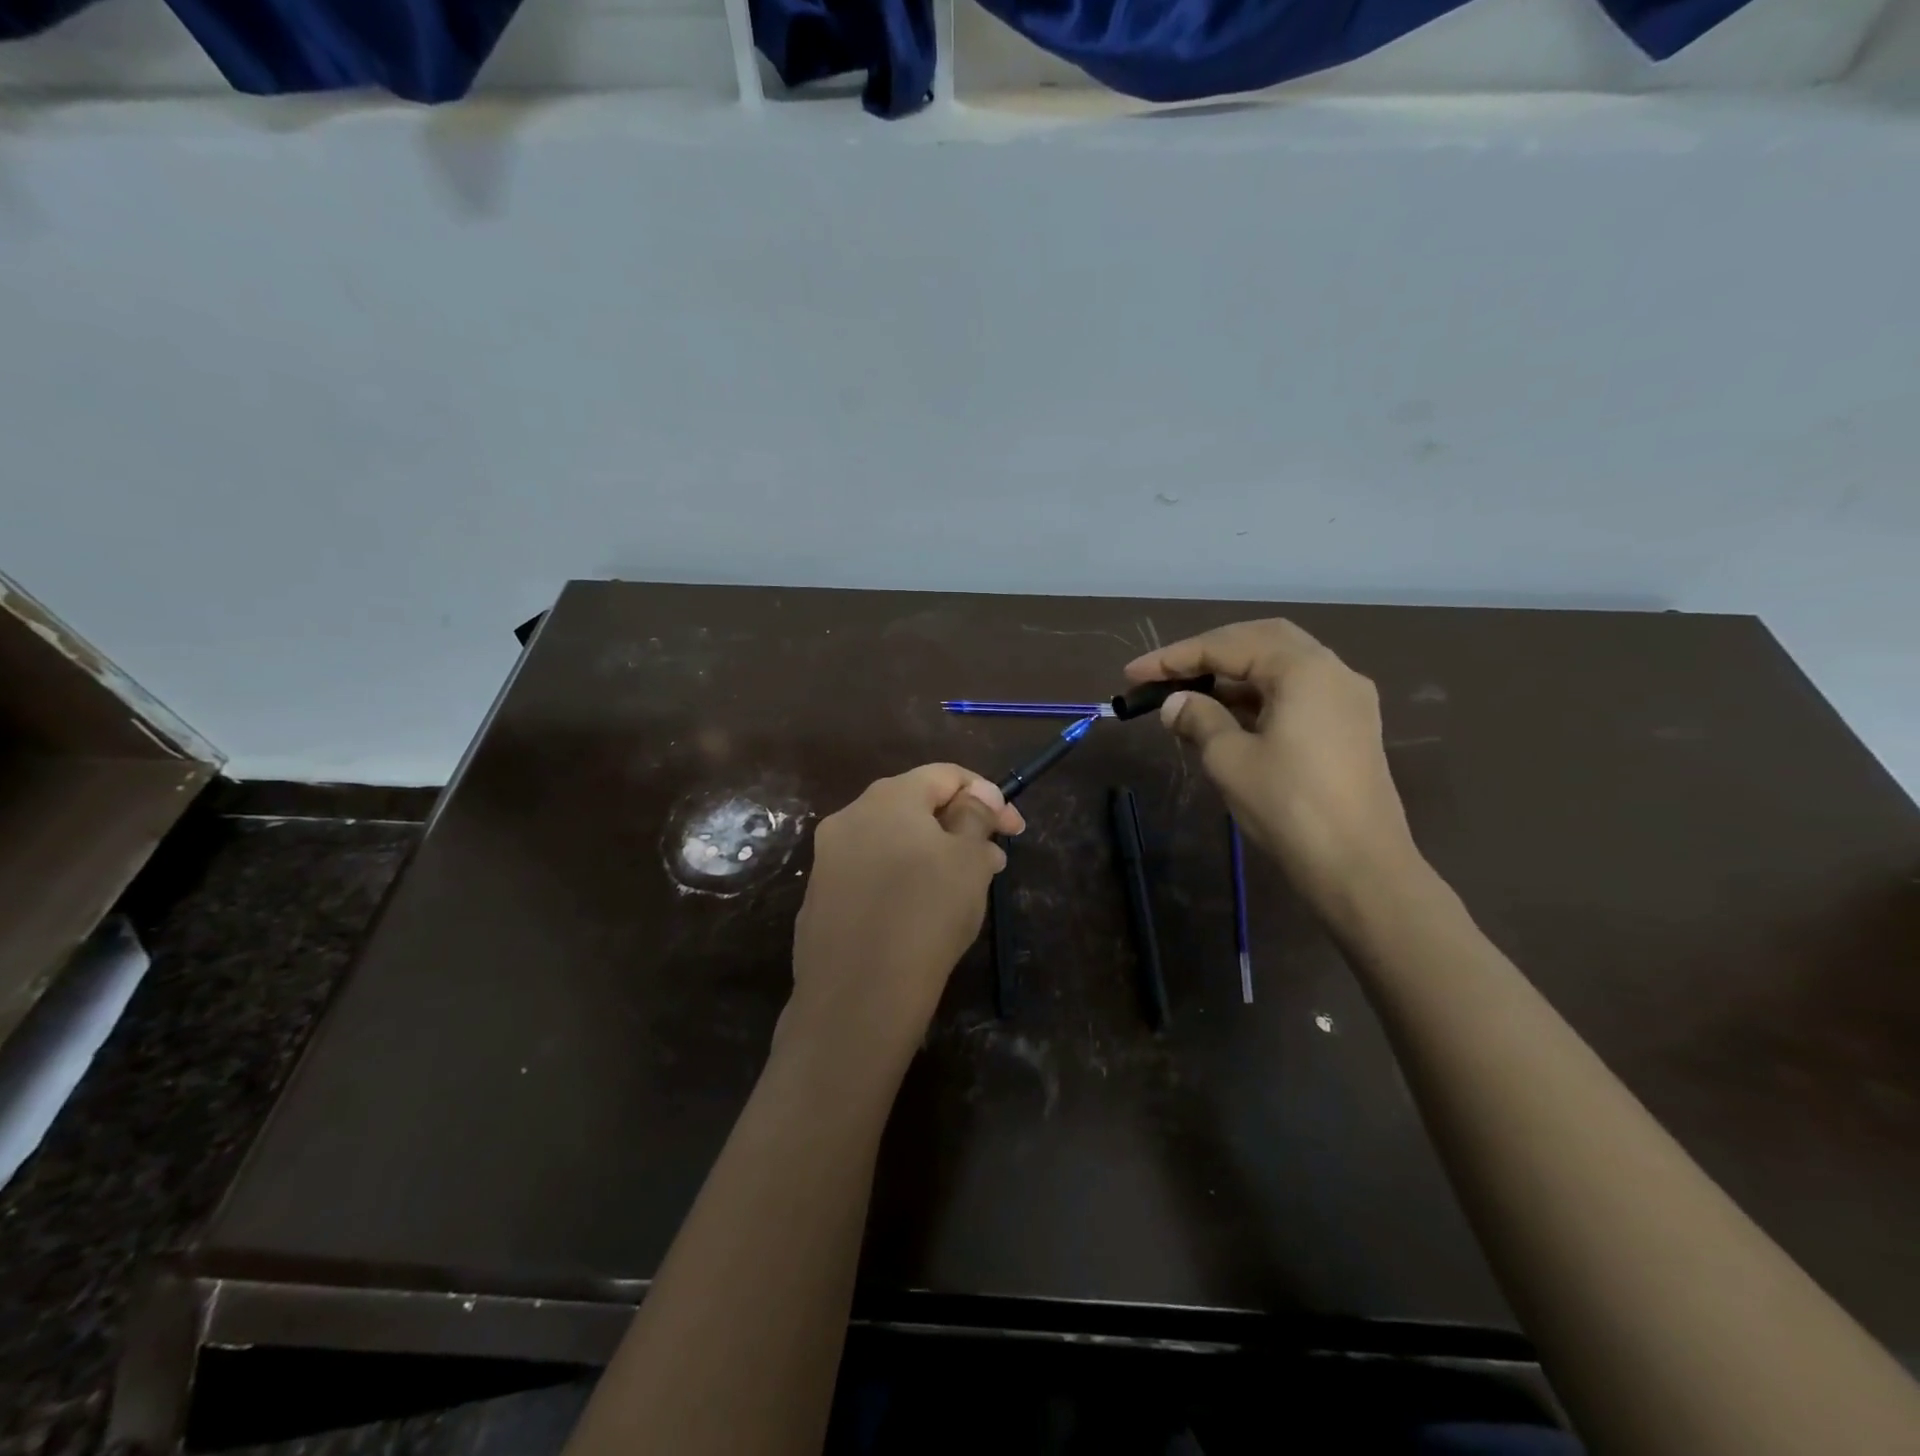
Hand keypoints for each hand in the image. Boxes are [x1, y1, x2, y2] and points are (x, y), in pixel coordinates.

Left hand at [784, 764, 1025, 1077]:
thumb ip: (976, 817)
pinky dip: (902, 880)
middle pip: (915, 806)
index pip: (944, 775)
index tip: (1013, 830)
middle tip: (994, 860)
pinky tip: (921, 914)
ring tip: (965, 889)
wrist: (857, 998)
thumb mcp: (969, 860)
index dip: (987, 795)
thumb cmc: (926, 915)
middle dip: (960, 827)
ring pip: (893, 842)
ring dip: (933, 854)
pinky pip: (871, 874)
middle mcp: (849, 818)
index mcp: (887, 798)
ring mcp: (827, 860)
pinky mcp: (820, 899)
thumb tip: (976, 796)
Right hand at [1126, 619, 1420, 918]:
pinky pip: (1296, 692)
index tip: (1133, 673)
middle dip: (1208, 653)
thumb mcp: (1230, 759)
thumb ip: (1198, 719)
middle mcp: (1332, 671)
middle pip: (1260, 641)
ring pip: (1281, 667)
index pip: (1227, 646)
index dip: (1174, 657)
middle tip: (1167, 674)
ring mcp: (1347, 699)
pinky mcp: (1350, 727)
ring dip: (1233, 675)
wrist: (1360, 867)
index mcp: (1303, 669)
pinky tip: (1228, 717)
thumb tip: (1175, 703)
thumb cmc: (1289, 806)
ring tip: (1190, 697)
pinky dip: (1258, 695)